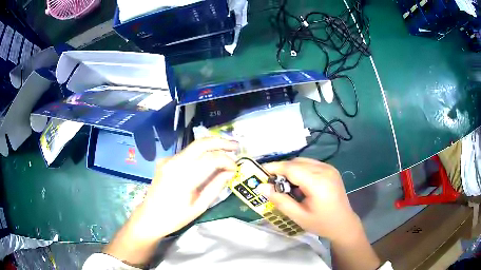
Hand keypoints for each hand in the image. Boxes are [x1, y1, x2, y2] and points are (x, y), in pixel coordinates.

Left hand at [141, 137, 238, 237]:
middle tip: (235, 146)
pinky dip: (200, 155)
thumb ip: (216, 186)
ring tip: (226, 152)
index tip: (235, 168)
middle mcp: (174, 163)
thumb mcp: (199, 206)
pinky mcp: (165, 161)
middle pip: (201, 143)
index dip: (227, 161)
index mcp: (183, 177)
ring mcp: (167, 160)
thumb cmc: (175, 217)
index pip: (211, 159)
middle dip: (221, 142)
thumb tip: (230, 172)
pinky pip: (186, 154)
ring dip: (211, 147)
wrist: (149, 217)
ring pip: (194, 147)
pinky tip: (207, 162)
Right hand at [258, 158, 360, 241]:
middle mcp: (325, 170)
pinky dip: (300, 170)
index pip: (292, 168)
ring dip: (291, 169)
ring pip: (303, 161)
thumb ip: (280, 200)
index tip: (260, 171)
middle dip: (281, 169)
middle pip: (297, 162)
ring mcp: (329, 168)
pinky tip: (298, 183)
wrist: (343, 223)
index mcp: (318, 183)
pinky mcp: (331, 169)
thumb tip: (261, 187)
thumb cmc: (321, 223)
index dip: (275, 167)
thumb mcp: (298, 216)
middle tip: (270, 181)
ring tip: (284, 184)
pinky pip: (310, 164)